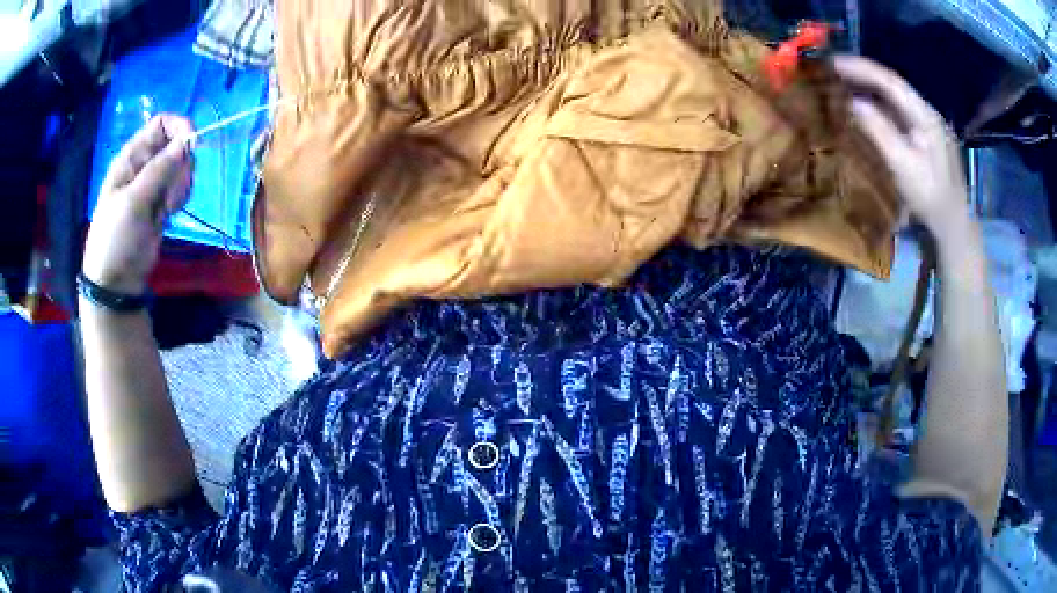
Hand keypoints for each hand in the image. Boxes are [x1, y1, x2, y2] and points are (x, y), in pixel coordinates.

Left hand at [82, 115, 193, 294]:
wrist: (116, 281)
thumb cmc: (117, 238)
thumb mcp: (134, 201)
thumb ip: (160, 169)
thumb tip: (188, 140)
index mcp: (132, 156)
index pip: (162, 123)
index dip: (179, 128)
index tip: (192, 146)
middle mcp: (144, 164)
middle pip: (176, 143)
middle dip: (182, 163)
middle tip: (173, 191)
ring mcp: (153, 184)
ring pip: (181, 166)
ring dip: (182, 183)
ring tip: (169, 207)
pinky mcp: (161, 202)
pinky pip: (180, 187)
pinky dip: (181, 197)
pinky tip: (170, 213)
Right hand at [834, 56, 970, 239]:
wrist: (953, 224)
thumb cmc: (930, 197)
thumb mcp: (903, 165)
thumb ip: (879, 130)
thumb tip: (853, 102)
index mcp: (925, 115)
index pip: (890, 82)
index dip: (862, 69)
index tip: (834, 63)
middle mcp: (927, 112)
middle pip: (893, 84)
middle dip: (864, 74)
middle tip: (835, 69)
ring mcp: (927, 124)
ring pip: (896, 97)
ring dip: (871, 87)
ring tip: (846, 81)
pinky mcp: (925, 136)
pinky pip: (899, 111)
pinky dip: (880, 104)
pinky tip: (868, 105)